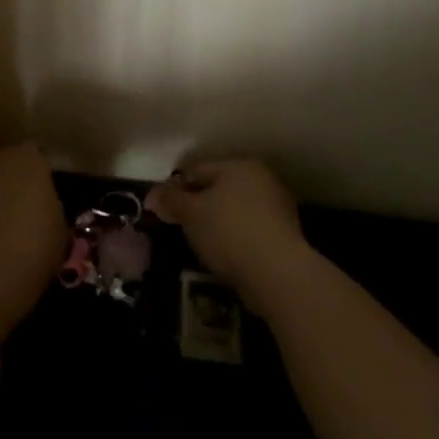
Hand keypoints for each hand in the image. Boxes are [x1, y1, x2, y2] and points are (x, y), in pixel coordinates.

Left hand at [0, 143, 66, 340]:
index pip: (36, 158)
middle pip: (1, 166)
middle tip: (16, 213)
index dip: (38, 178)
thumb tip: (39, 209)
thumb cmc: (32, 246)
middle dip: (6, 184)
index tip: (42, 198)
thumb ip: (48, 207)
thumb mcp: (58, 228)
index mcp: (26, 156)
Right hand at [146, 159, 313, 309]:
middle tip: (181, 225)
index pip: (198, 168)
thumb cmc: (229, 231)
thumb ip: (171, 200)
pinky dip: (236, 238)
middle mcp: (261, 178)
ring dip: (218, 222)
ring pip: (235, 209)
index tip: (163, 208)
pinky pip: (250, 230)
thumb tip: (152, 195)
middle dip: (199, 203)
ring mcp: (277, 207)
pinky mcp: (286, 236)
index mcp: (238, 164)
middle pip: (219, 187)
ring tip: (201, 243)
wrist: (279, 274)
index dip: (176, 186)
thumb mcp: (191, 213)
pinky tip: (225, 255)